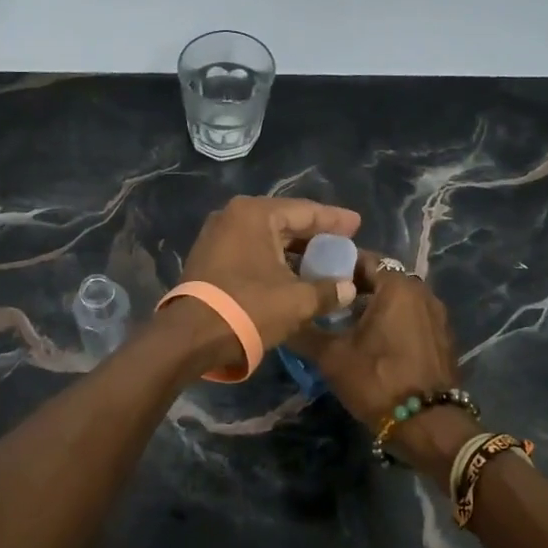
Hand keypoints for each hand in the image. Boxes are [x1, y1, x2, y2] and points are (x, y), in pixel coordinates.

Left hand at [171, 197, 362, 373]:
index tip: (357, 224)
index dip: (334, 219)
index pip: (305, 211)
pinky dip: (272, 259)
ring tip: (322, 260)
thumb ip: (328, 290)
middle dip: (314, 234)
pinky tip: (292, 273)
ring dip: (293, 250)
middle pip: (284, 221)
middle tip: (343, 241)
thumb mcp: (297, 300)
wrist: (191, 336)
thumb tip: (348, 289)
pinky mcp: (208, 257)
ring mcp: (216, 236)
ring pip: (266, 237)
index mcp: (255, 213)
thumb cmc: (248, 307)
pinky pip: (250, 250)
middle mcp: (232, 216)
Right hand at [286, 256, 469, 483]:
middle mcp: (421, 291)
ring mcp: (436, 315)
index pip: (360, 258)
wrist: (429, 425)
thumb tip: (281, 317)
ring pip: (394, 299)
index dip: (332, 265)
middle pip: (379, 278)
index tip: (310, 277)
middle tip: (321, 301)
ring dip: (370, 306)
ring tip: (341, 322)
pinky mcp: (441, 337)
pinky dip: (389, 321)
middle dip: (350, 287)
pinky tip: (369, 341)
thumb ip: (304, 331)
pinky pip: (409, 317)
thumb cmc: (378, 380)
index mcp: (397, 285)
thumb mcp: (331, 356)